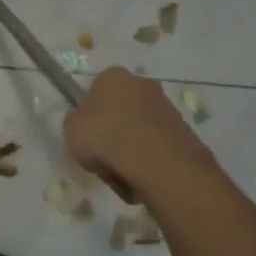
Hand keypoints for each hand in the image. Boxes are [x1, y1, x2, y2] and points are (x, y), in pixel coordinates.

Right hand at [63, 67, 215, 204]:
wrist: (155, 161)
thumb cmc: (105, 137)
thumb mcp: (70, 130)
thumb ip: (75, 123)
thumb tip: (85, 125)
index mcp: (113, 76)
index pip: (95, 92)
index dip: (89, 116)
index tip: (86, 137)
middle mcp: (143, 84)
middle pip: (121, 111)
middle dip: (113, 133)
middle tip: (102, 157)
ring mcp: (166, 107)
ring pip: (139, 132)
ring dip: (131, 151)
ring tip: (122, 174)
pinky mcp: (184, 131)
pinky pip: (157, 148)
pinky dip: (149, 162)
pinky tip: (141, 179)